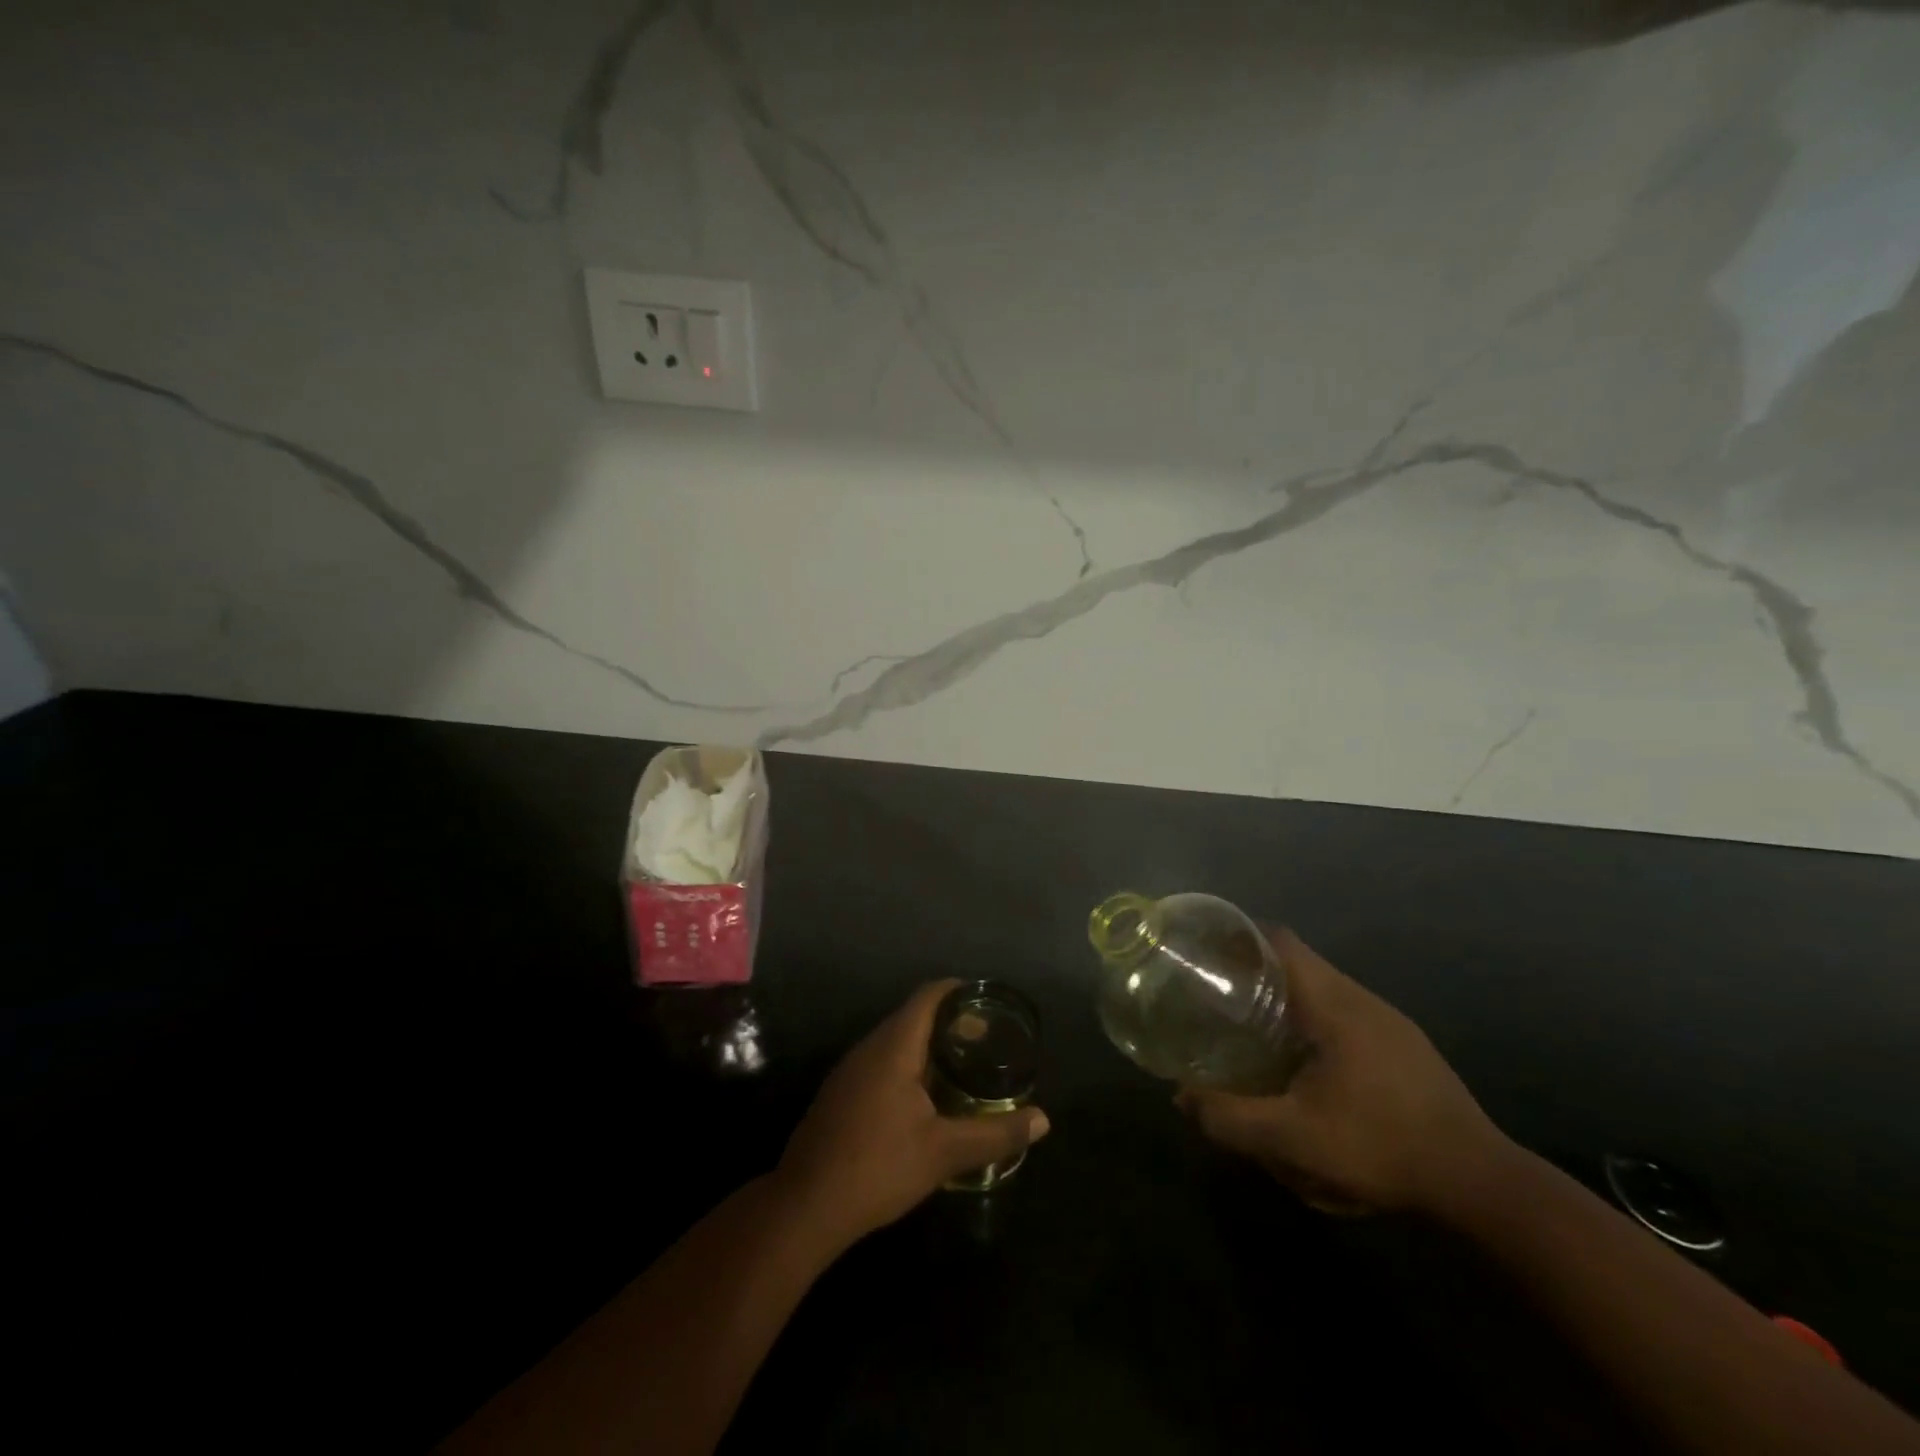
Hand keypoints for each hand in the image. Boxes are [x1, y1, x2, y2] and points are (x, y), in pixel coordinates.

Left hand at [775, 980, 1049, 1248]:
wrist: (805, 1206)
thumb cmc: (878, 1167)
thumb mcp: (944, 1152)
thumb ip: (995, 1133)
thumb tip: (1043, 1120)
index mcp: (894, 1047)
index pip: (928, 996)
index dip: (959, 990)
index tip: (988, 1000)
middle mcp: (869, 1048)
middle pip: (913, 1016)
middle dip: (950, 1021)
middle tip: (986, 1039)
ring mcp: (850, 1071)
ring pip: (895, 1041)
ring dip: (928, 1045)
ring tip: (961, 1066)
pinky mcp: (841, 1094)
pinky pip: (881, 1062)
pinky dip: (909, 1064)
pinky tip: (924, 1098)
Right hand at [1178, 928, 1508, 1214]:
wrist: (1481, 1184)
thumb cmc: (1381, 1146)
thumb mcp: (1293, 1138)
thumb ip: (1230, 1117)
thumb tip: (1181, 1097)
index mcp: (1335, 1003)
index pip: (1280, 942)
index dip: (1239, 939)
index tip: (1206, 956)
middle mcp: (1362, 999)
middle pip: (1298, 962)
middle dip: (1255, 972)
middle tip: (1218, 997)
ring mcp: (1389, 1022)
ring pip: (1323, 989)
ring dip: (1285, 999)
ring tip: (1251, 1027)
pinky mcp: (1404, 1046)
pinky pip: (1344, 1013)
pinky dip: (1312, 1020)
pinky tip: (1303, 1062)